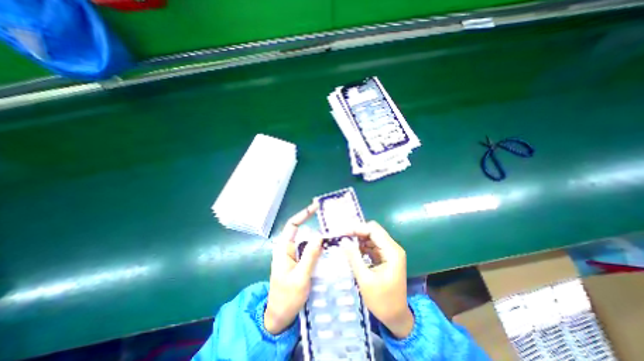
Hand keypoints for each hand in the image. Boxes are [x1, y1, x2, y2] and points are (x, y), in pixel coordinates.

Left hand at [262, 204, 321, 334]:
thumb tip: (320, 235)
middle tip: (329, 218)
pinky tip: (329, 247)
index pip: (292, 225)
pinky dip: (319, 246)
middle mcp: (288, 249)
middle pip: (301, 230)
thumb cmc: (287, 298)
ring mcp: (294, 256)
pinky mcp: (299, 262)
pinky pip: (310, 250)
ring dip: (318, 236)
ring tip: (332, 231)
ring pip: (307, 241)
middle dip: (314, 223)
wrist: (280, 318)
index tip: (315, 207)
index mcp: (283, 248)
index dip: (303, 214)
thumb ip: (310, 256)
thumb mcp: (300, 277)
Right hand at [341, 221, 411, 337]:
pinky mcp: (386, 256)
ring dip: (358, 238)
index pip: (373, 230)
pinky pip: (372, 245)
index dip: (357, 228)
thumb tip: (343, 240)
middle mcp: (393, 248)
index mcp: (392, 252)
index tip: (342, 233)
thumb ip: (354, 257)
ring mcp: (390, 251)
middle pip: (373, 231)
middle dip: (357, 232)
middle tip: (342, 237)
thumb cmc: (382, 301)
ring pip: (372, 236)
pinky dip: (362, 246)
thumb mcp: (365, 279)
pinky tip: (353, 250)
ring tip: (345, 243)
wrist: (396, 317)